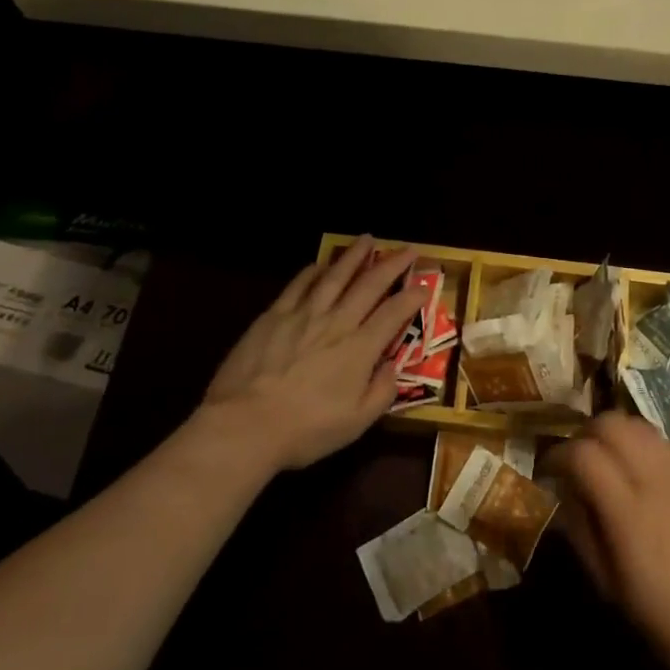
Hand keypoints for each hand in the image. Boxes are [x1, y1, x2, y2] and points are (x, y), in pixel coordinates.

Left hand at [199, 237, 425, 471]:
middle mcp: (337, 323)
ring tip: (367, 239)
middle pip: (370, 285)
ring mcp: (304, 315)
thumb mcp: (355, 424)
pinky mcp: (274, 315)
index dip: (413, 297)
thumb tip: (394, 366)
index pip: (394, 314)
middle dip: (392, 265)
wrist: (244, 425)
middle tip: (407, 248)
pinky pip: (299, 285)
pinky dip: (313, 271)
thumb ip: (381, 393)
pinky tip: (320, 264)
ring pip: (335, 276)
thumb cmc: (304, 430)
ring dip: (354, 256)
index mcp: (359, 349)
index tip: (425, 284)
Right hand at [548, 412, 669, 669]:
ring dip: (619, 438)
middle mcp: (660, 480)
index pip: (583, 453)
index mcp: (630, 512)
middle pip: (612, 423)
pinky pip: (669, 450)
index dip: (559, 454)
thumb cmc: (664, 623)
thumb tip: (566, 489)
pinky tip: (651, 486)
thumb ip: (581, 528)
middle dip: (588, 434)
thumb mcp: (608, 585)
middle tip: (581, 460)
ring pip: (642, 427)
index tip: (551, 468)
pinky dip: (648, 455)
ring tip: (614, 466)